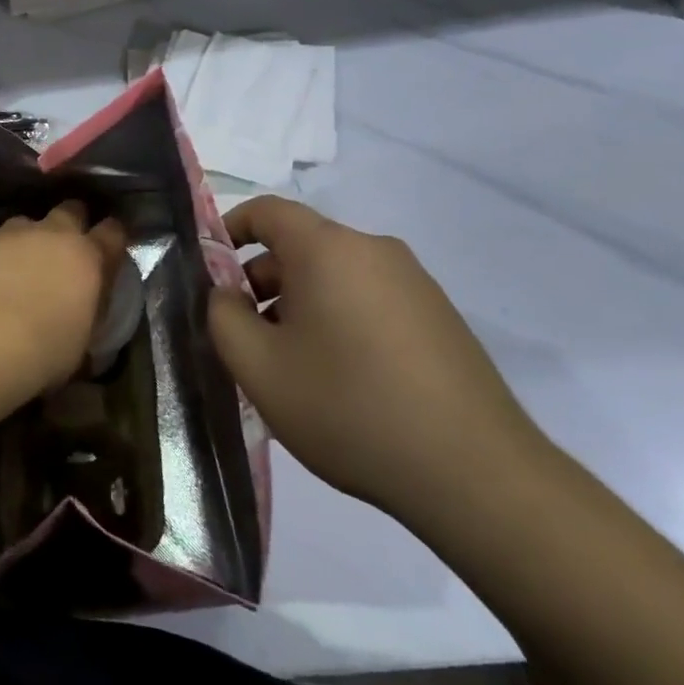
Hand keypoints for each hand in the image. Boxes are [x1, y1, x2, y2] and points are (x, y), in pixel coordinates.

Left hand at [0, 202, 126, 395]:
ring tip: (23, 264)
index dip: (113, 238)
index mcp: (88, 258)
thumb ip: (88, 317)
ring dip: (31, 238)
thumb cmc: (39, 352)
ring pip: (30, 222)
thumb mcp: (80, 346)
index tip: (110, 249)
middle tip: (67, 249)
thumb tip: (85, 316)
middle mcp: (53, 234)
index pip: (113, 232)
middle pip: (72, 210)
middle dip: (73, 223)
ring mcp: (13, 234)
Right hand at [207, 196, 545, 519]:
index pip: (266, 211)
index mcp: (328, 249)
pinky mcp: (439, 317)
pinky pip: (368, 299)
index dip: (229, 230)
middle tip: (243, 337)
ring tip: (288, 367)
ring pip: (334, 276)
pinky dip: (338, 320)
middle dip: (261, 282)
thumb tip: (227, 294)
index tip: (209, 272)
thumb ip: (223, 317)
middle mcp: (374, 250)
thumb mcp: (259, 367)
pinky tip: (338, 380)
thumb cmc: (349, 408)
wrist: (474, 473)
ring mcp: (414, 283)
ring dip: (298, 305)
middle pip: (300, 246)